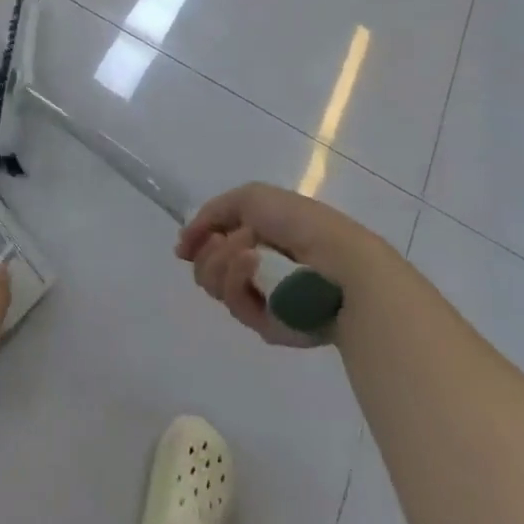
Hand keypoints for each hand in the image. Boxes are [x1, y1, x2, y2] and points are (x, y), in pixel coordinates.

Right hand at [177, 183, 388, 347]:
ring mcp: (261, 298)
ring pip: (215, 286)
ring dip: (223, 263)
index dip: (196, 242)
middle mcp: (255, 268)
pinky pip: (235, 305)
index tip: (184, 244)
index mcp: (256, 237)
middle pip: (205, 268)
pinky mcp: (267, 326)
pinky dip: (239, 280)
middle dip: (208, 253)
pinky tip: (256, 266)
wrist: (339, 262)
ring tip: (249, 252)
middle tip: (224, 242)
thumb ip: (211, 213)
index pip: (211, 244)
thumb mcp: (250, 198)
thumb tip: (185, 241)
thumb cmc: (299, 222)